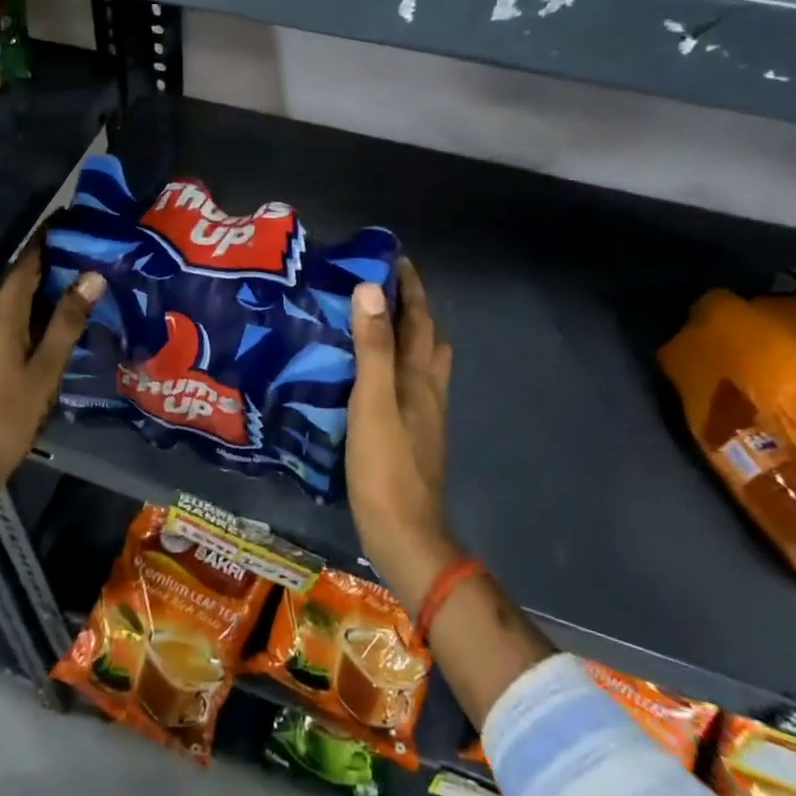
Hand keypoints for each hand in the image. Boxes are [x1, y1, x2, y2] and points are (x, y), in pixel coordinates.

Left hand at [0, 246, 104, 493]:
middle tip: (94, 247)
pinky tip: (68, 315)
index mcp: (2, 315)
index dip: (47, 240)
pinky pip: (20, 317)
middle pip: (23, 278)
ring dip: (51, 284)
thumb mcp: (46, 367)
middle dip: (55, 259)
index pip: (26, 264)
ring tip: (89, 274)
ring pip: (22, 298)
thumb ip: (67, 322)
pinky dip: (43, 307)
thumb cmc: (9, 413)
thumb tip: (92, 276)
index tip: (75, 220)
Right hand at [346, 260, 459, 607]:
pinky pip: (406, 389)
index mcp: (420, 379)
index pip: (420, 321)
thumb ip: (373, 348)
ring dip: (405, 340)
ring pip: (420, 367)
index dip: (410, 288)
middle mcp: (427, 393)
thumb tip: (371, 290)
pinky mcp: (410, 439)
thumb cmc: (386, 467)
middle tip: (378, 292)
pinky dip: (393, 370)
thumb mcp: (373, 402)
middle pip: (427, 341)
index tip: (393, 259)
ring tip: (372, 328)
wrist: (404, 535)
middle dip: (411, 310)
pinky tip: (367, 380)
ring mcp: (422, 419)